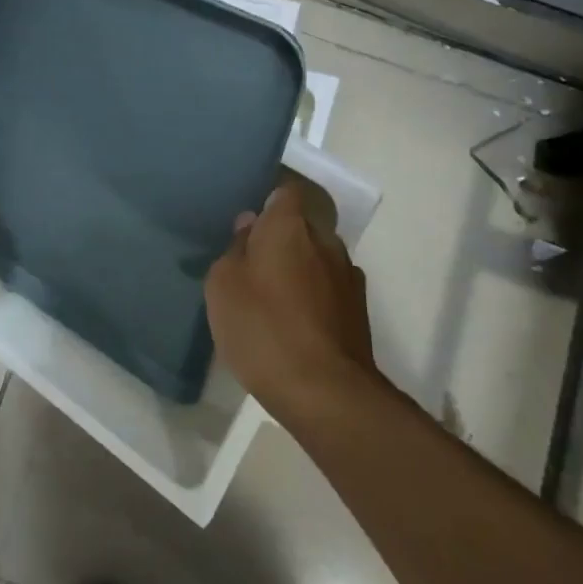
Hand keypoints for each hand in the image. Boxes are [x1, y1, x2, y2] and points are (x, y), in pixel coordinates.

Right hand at [205, 179, 377, 421]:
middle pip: (301, 227)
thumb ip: (235, 249)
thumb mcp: (223, 286)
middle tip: (253, 267)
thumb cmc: (263, 328)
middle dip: (281, 240)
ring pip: (317, 259)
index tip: (249, 223)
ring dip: (299, 270)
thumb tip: (250, 226)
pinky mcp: (359, 310)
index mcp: (289, 226)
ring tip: (274, 301)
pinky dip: (314, 298)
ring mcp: (347, 275)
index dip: (268, 202)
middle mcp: (325, 240)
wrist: (325, 391)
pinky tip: (296, 325)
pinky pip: (329, 289)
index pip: (284, 192)